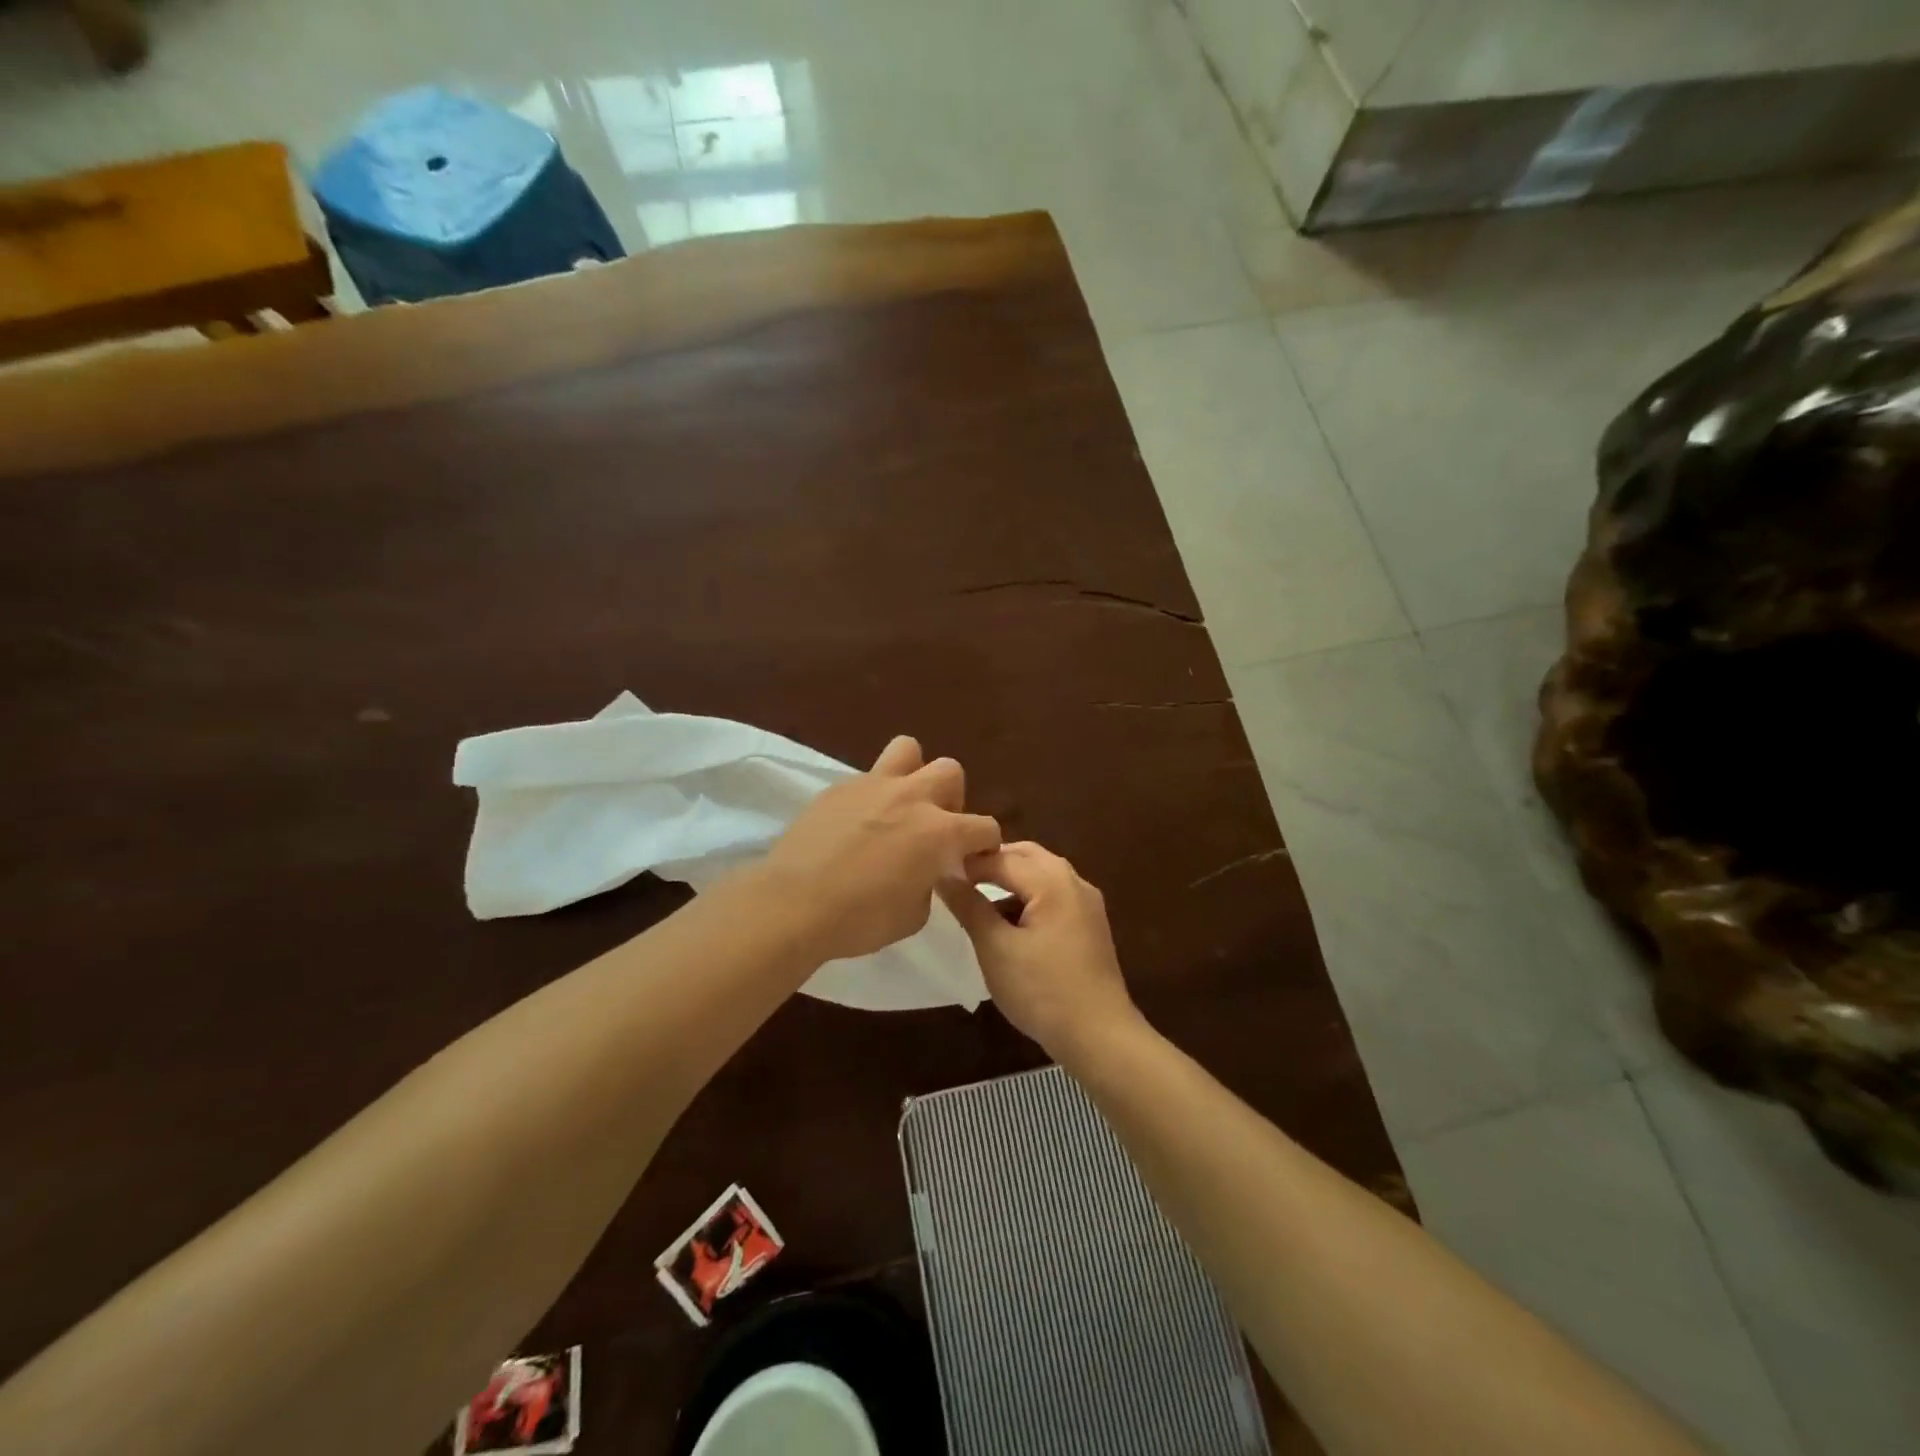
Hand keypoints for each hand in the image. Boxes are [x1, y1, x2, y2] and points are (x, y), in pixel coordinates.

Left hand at [759, 736, 1001, 962]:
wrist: (794, 904)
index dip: (984, 845)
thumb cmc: (860, 919)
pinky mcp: (838, 787)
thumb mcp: (914, 916)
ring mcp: (874, 785)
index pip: (985, 827)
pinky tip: (855, 824)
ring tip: (899, 805)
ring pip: (908, 750)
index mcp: (940, 832)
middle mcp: (913, 798)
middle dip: (951, 799)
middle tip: (933, 827)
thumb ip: (930, 884)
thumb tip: (926, 871)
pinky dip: (871, 796)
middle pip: (950, 772)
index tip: (970, 861)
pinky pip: (867, 778)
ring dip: (912, 773)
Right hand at [939, 841, 1142, 1062]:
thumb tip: (944, 875)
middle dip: (991, 863)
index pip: (1000, 857)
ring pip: (1041, 874)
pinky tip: (1008, 922)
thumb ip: (969, 906)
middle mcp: (1074, 881)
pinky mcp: (1090, 924)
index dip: (966, 863)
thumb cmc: (1042, 990)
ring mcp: (1086, 902)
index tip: (935, 871)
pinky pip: (1054, 894)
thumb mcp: (996, 948)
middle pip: (1026, 855)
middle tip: (957, 879)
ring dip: (1010, 879)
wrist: (1099, 1036)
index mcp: (1051, 880)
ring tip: (977, 901)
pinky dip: (1028, 897)